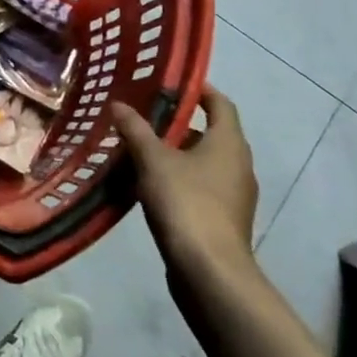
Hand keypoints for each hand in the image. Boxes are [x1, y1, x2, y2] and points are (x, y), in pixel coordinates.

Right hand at [113, 86, 258, 291]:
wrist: (209, 273)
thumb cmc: (186, 203)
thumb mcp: (153, 160)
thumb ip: (135, 129)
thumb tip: (118, 104)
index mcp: (229, 143)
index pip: (220, 104)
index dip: (199, 90)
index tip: (170, 83)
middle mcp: (238, 165)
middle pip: (210, 133)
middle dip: (178, 124)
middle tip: (143, 115)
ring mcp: (234, 196)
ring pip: (203, 162)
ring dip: (175, 154)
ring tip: (138, 148)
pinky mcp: (224, 220)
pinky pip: (200, 187)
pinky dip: (178, 179)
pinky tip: (148, 184)